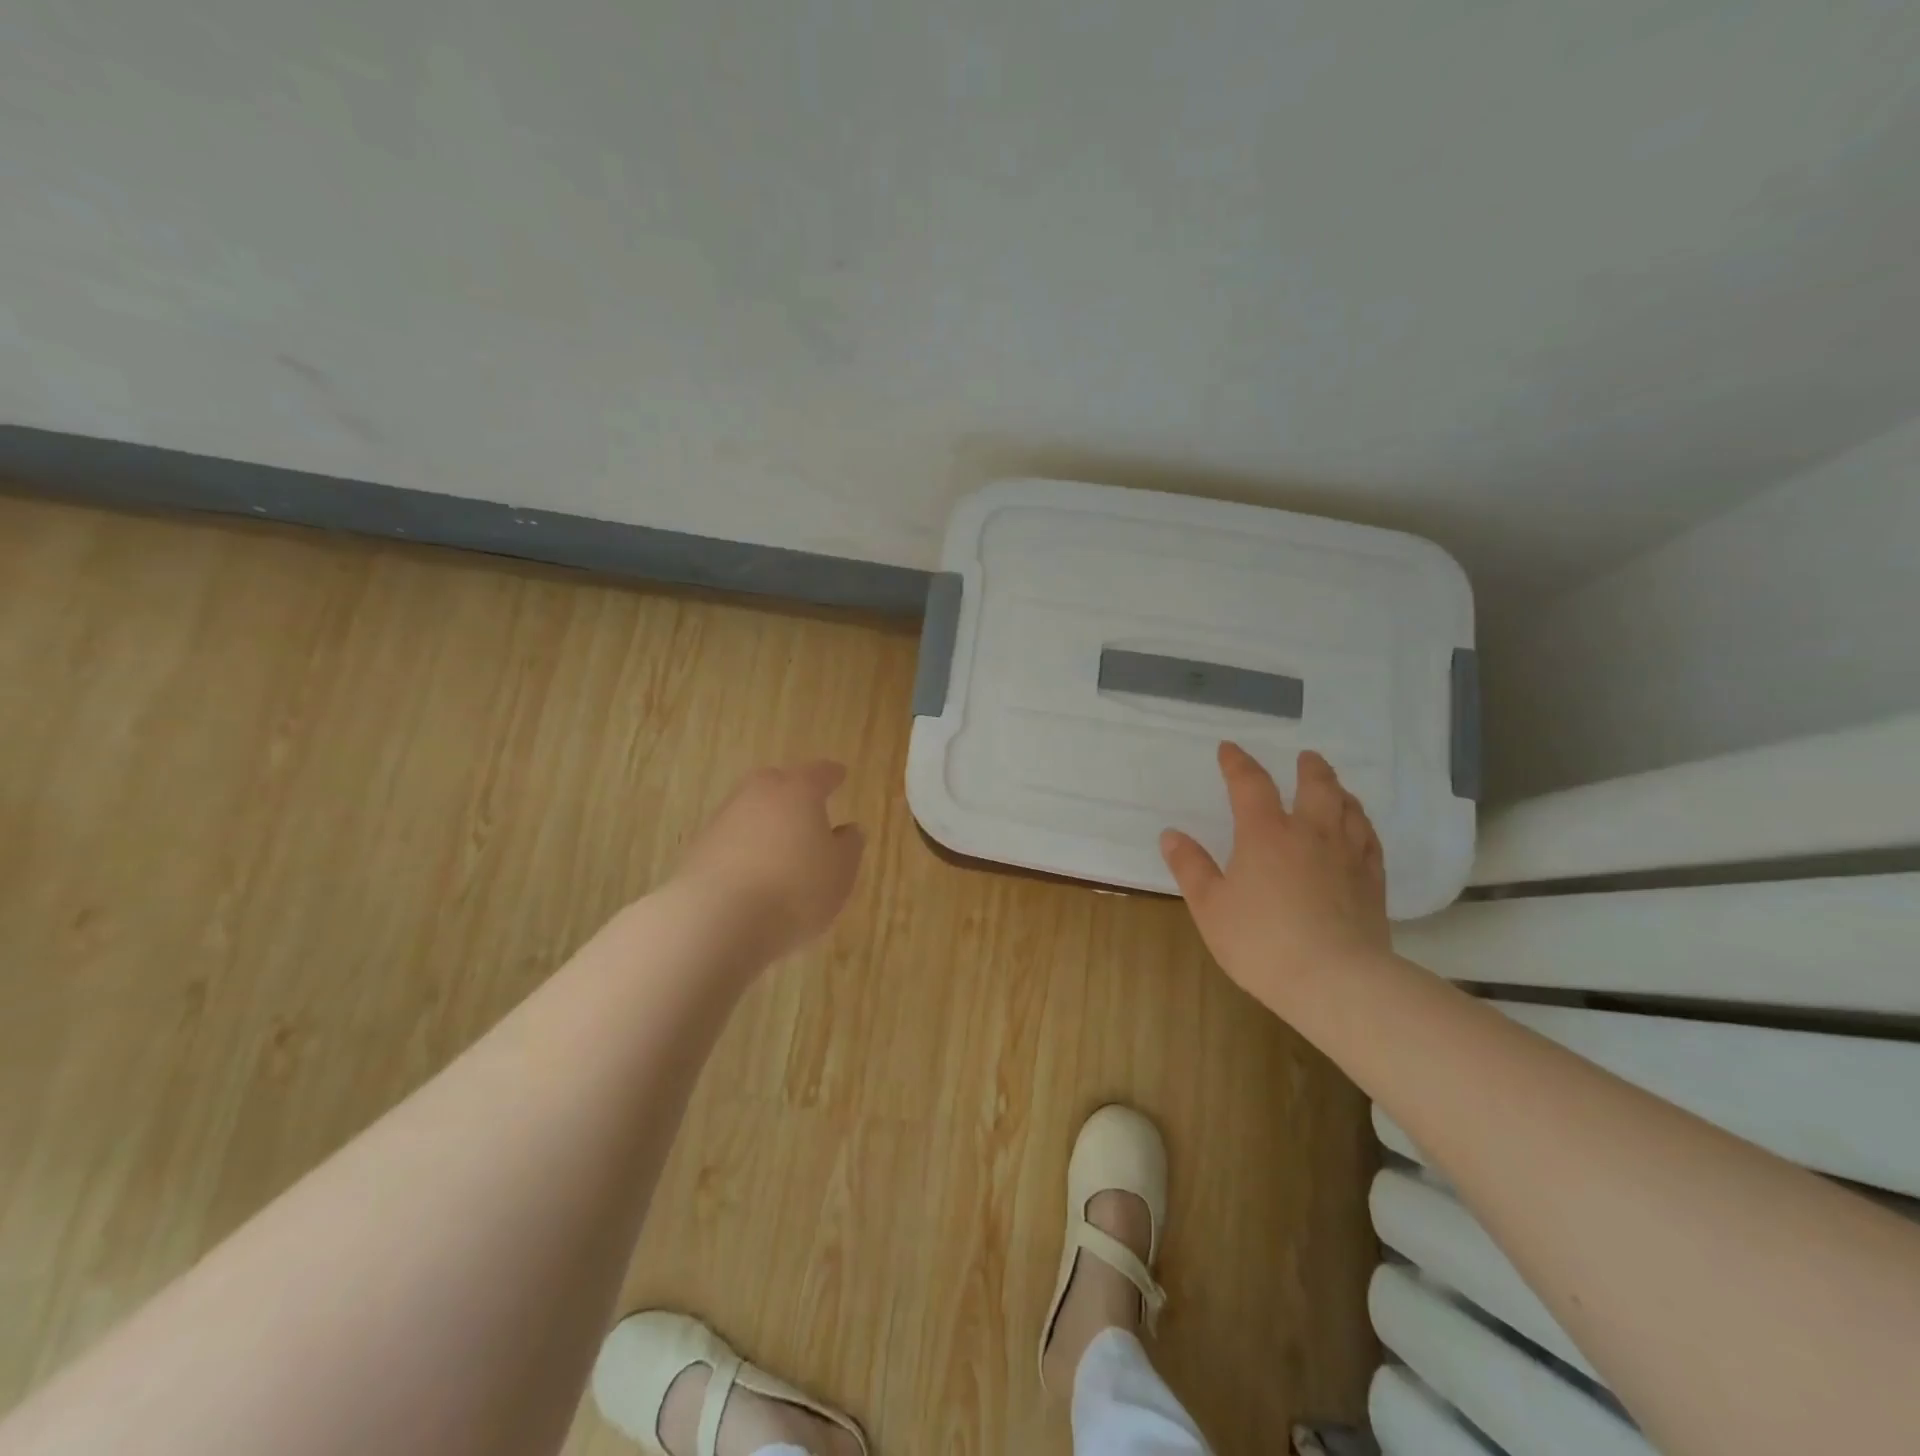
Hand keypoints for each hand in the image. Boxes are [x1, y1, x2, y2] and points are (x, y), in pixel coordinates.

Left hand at [673, 760, 865, 961]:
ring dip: (766, 822)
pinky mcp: (698, 849)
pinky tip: (753, 870)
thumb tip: (848, 830)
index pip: (820, 773)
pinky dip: (744, 848)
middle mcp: (757, 794)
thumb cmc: (794, 890)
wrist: (715, 921)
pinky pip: (731, 839)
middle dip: (792, 791)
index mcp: (798, 791)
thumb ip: (849, 846)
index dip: (833, 775)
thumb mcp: (840, 872)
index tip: (840, 775)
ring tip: (780, 846)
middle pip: (777, 782)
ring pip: (751, 810)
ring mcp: (723, 820)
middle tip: (806, 805)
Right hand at [1160, 743, 1388, 1005]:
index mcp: (1266, 833)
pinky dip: (1362, 825)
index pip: (1250, 784)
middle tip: (1305, 757)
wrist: (1335, 981)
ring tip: (1335, 787)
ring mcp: (1347, 856)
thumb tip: (1171, 834)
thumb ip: (1190, 866)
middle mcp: (1310, 833)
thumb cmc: (1261, 941)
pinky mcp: (1372, 882)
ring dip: (1339, 790)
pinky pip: (1370, 840)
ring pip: (1349, 809)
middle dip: (1309, 767)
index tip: (1229, 749)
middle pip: (1316, 786)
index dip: (1238, 763)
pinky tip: (1360, 829)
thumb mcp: (1210, 906)